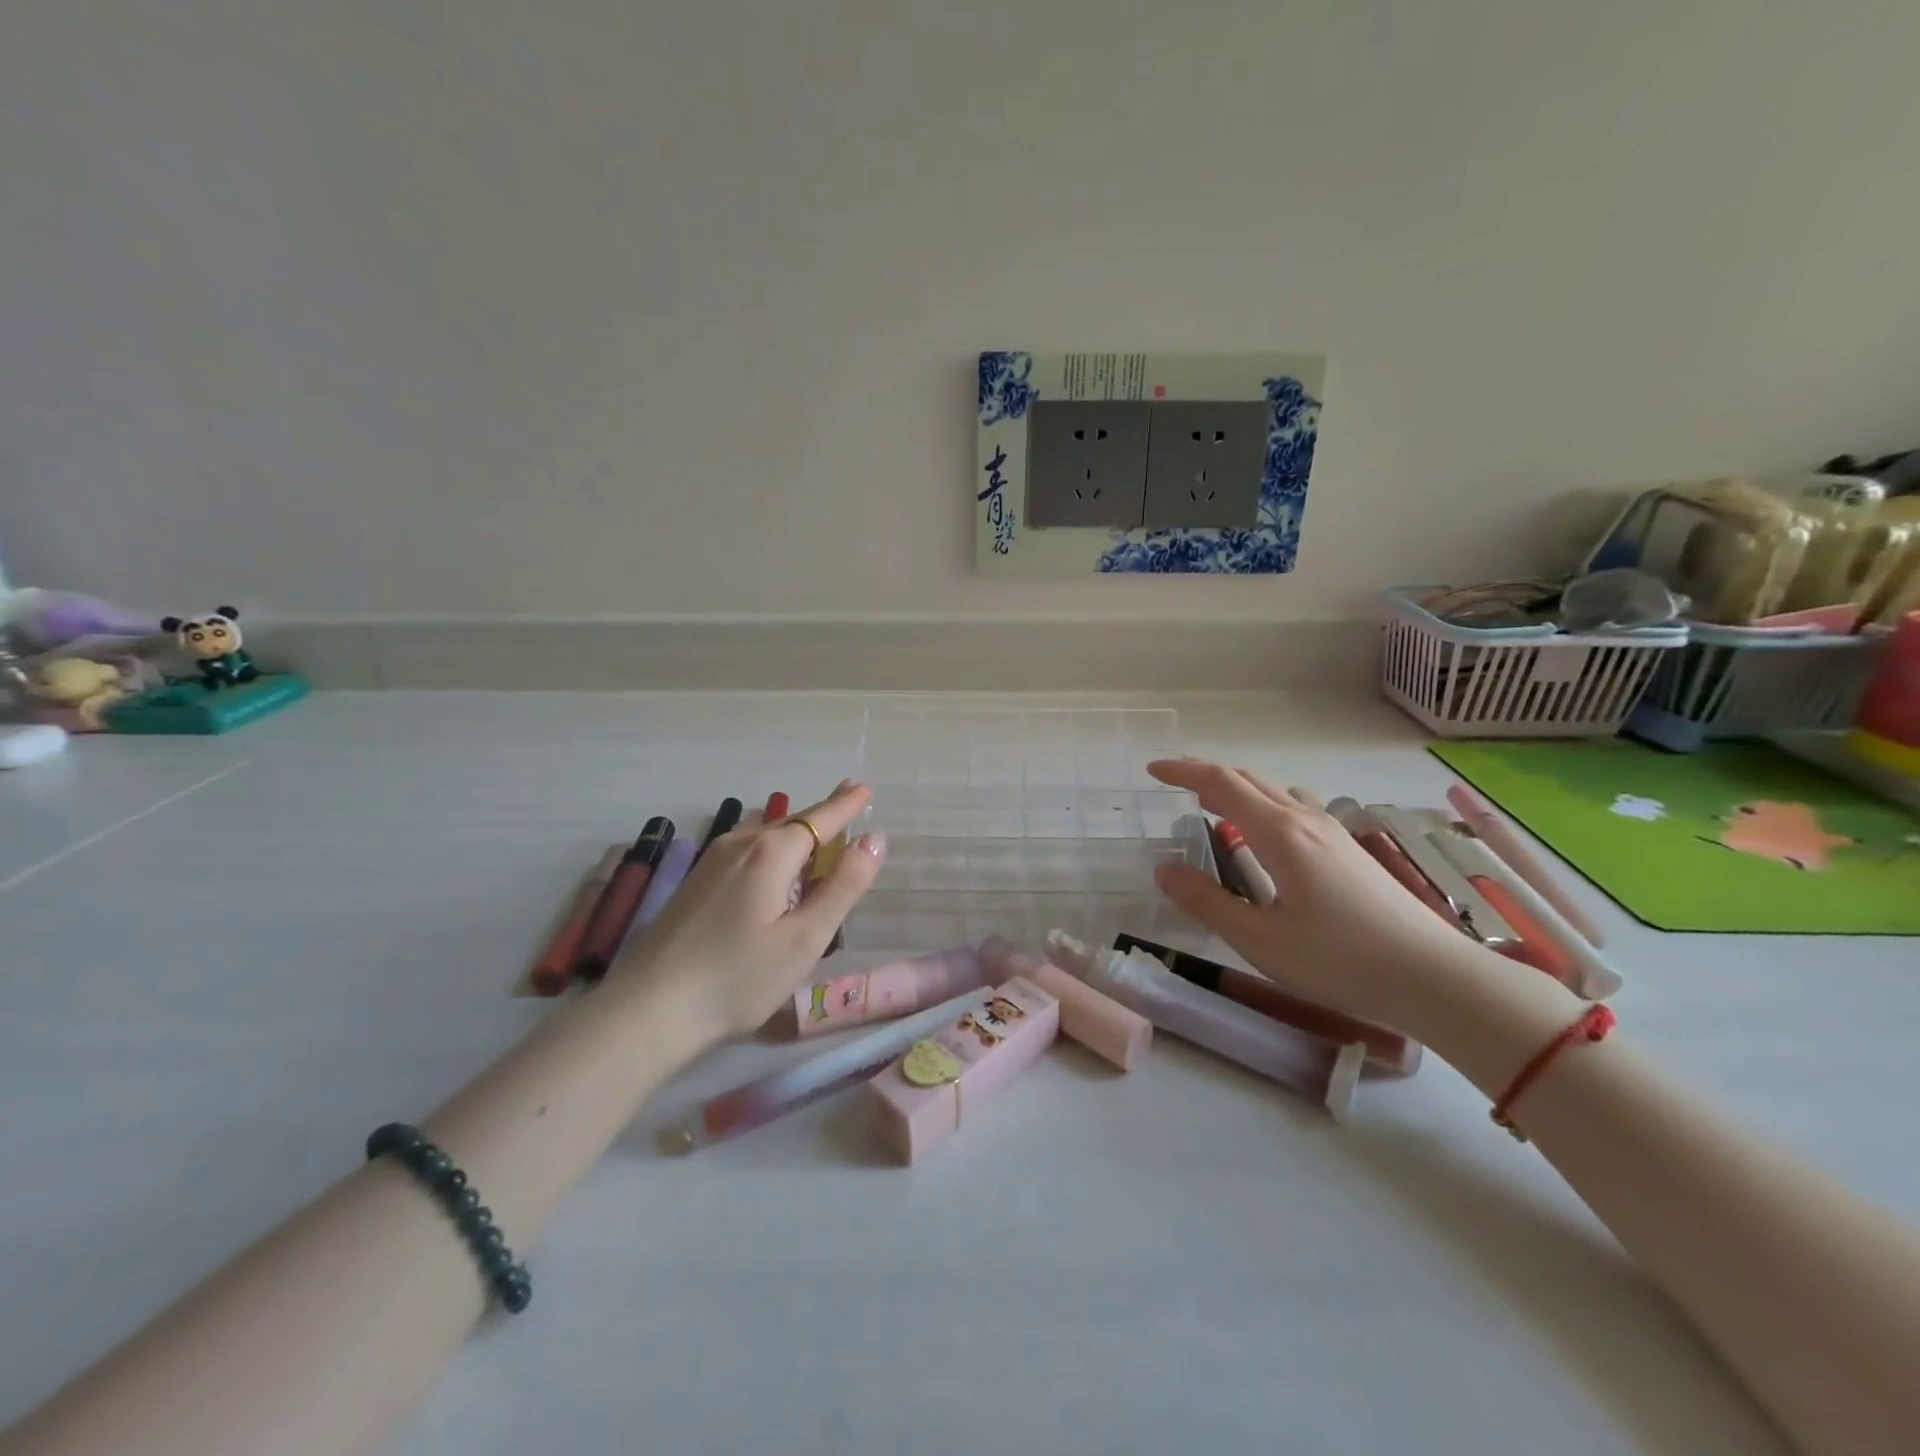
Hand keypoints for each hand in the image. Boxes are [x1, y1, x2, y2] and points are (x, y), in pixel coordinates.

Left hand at [609, 782, 885, 1042]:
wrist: (649, 1009)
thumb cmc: (739, 977)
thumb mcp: (805, 937)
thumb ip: (844, 886)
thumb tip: (875, 839)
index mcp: (771, 853)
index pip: (821, 818)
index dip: (846, 804)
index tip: (864, 788)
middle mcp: (741, 844)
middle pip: (793, 823)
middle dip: (823, 816)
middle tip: (848, 802)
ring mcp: (712, 861)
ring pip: (767, 837)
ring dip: (797, 836)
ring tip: (820, 839)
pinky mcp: (696, 882)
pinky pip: (747, 853)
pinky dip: (773, 853)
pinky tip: (775, 874)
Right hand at [1147, 759, 1491, 1029]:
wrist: (1437, 978)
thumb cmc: (1341, 960)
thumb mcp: (1261, 940)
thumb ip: (1208, 902)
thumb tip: (1164, 869)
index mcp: (1280, 834)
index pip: (1222, 783)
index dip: (1184, 772)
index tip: (1152, 770)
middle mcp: (1306, 820)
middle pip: (1250, 779)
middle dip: (1207, 775)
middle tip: (1174, 784)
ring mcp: (1333, 832)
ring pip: (1275, 792)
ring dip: (1238, 789)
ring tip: (1214, 807)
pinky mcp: (1350, 850)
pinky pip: (1296, 808)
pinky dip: (1264, 806)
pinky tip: (1266, 836)